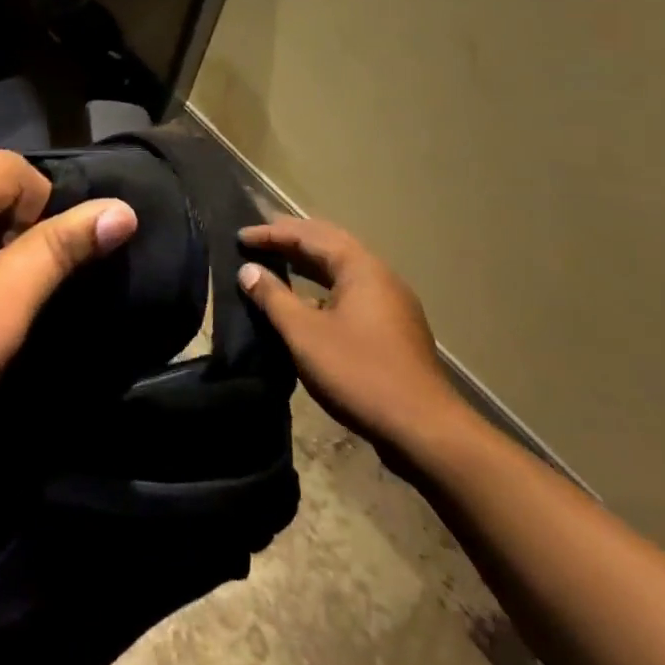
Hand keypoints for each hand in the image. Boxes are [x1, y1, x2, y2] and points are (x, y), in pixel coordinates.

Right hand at [236, 217, 466, 452]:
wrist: (424, 431)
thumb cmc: (359, 373)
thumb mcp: (304, 333)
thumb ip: (273, 297)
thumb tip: (247, 270)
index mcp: (360, 268)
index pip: (309, 235)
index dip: (272, 233)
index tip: (240, 237)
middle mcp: (380, 276)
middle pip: (330, 244)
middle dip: (293, 237)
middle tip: (260, 235)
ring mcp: (391, 303)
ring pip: (342, 268)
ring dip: (308, 261)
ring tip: (277, 260)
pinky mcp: (393, 329)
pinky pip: (350, 290)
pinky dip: (322, 284)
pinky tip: (307, 299)